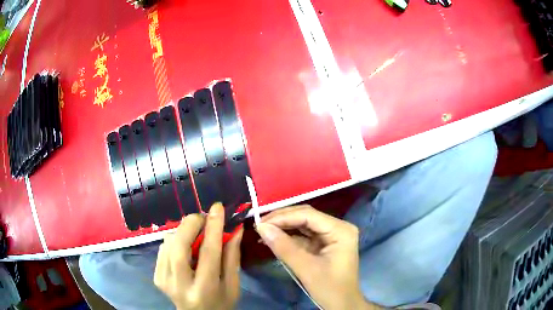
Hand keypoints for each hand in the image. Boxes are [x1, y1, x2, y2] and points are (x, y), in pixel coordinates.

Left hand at [154, 203, 242, 309]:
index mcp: (205, 289)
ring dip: (183, 232)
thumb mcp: (233, 284)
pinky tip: (185, 248)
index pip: (208, 254)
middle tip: (202, 217)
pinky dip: (175, 240)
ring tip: (196, 235)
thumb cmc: (220, 302)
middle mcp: (180, 285)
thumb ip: (232, 257)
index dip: (213, 227)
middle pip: (179, 246)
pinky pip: (163, 247)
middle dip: (190, 224)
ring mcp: (164, 280)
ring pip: (168, 243)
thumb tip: (234, 228)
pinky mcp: (157, 275)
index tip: (217, 208)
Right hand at [256, 205, 379, 309]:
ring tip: (262, 231)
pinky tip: (273, 238)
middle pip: (306, 216)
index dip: (283, 217)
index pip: (308, 215)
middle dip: (282, 220)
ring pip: (303, 224)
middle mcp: (337, 227)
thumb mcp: (306, 269)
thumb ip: (284, 248)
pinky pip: (303, 235)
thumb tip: (261, 228)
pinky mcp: (324, 243)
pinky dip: (288, 237)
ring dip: (283, 227)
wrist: (342, 304)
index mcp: (340, 230)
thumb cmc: (329, 288)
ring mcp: (331, 235)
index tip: (260, 223)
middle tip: (259, 225)